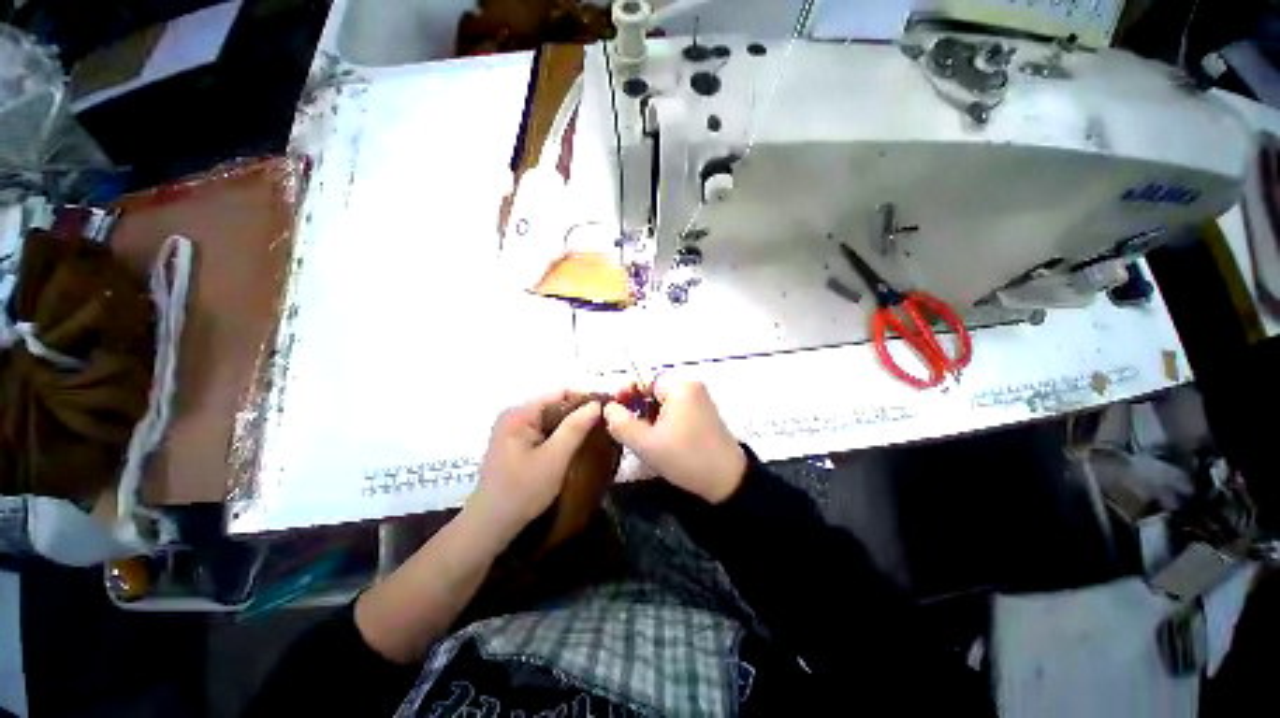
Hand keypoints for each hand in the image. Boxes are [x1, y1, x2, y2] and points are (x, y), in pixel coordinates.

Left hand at [465, 391, 601, 546]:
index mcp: (520, 414)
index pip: (560, 393)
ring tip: (595, 433)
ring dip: (572, 425)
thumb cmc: (523, 491)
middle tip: (604, 424)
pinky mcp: (515, 443)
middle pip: (555, 404)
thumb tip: (597, 404)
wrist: (490, 525)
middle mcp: (515, 415)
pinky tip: (575, 445)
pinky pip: (545, 430)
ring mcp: (513, 429)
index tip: (607, 409)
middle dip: (580, 412)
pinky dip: (561, 435)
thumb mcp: (555, 458)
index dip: (585, 398)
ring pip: (551, 418)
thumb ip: (575, 428)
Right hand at [603, 379, 746, 503]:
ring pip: (665, 403)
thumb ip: (621, 423)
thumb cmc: (685, 458)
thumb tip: (609, 408)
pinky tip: (661, 441)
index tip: (615, 412)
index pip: (645, 381)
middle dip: (639, 408)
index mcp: (680, 387)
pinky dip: (665, 422)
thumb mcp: (646, 444)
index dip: (627, 394)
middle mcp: (692, 387)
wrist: (727, 481)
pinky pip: (677, 411)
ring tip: (644, 439)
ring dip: (651, 417)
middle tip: (629, 430)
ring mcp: (701, 400)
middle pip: (655, 392)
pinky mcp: (706, 414)